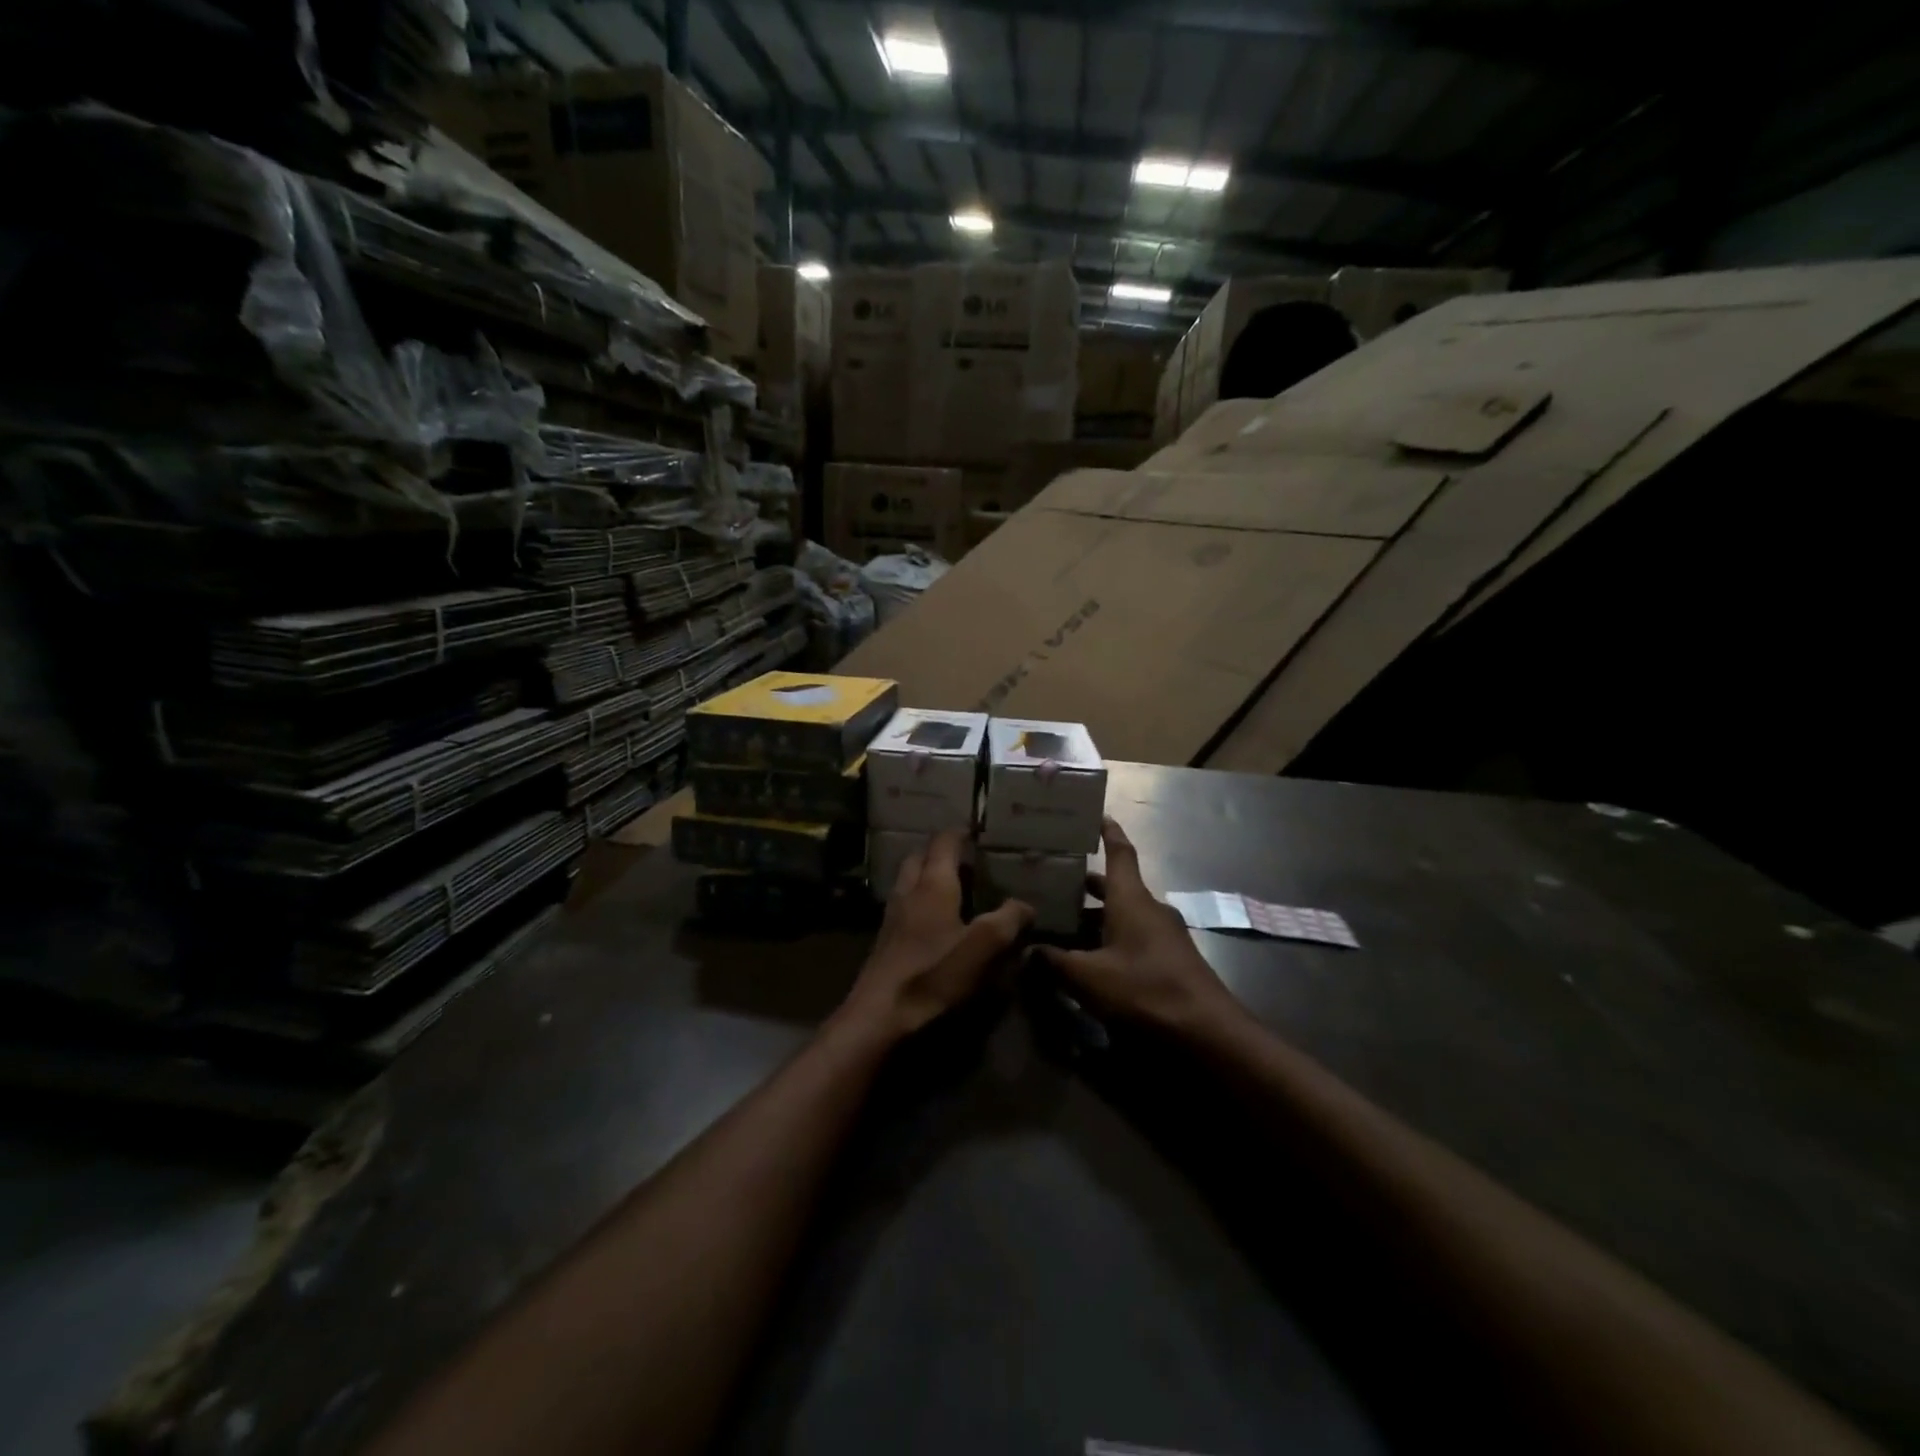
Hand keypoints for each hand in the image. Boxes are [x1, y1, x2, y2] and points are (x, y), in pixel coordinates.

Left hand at [839, 830, 1033, 1041]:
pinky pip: (904, 905)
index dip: (960, 833)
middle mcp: (909, 890)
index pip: (944, 842)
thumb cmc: (934, 973)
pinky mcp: (886, 940)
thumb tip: (1025, 904)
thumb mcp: (984, 946)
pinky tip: (936, 923)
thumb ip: (1008, 919)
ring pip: (909, 881)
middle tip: (967, 860)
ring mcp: (893, 915)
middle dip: (941, 852)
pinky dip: (920, 901)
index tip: (977, 831)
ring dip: (928, 876)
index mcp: (933, 883)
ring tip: (954, 889)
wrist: (880, 1015)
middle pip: (920, 857)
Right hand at [1036, 817, 1242, 1035]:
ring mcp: (1164, 936)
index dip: (1108, 832)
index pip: (1120, 853)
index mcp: (1131, 899)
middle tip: (1052, 881)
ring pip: (1123, 915)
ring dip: (1095, 917)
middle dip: (1085, 884)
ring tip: (1061, 924)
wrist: (1208, 1034)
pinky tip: (1089, 960)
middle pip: (1116, 887)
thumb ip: (1054, 962)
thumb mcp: (1088, 978)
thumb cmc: (1145, 990)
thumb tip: (1025, 951)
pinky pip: (1133, 938)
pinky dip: (1109, 940)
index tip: (1097, 814)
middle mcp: (1149, 910)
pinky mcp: (1170, 961)